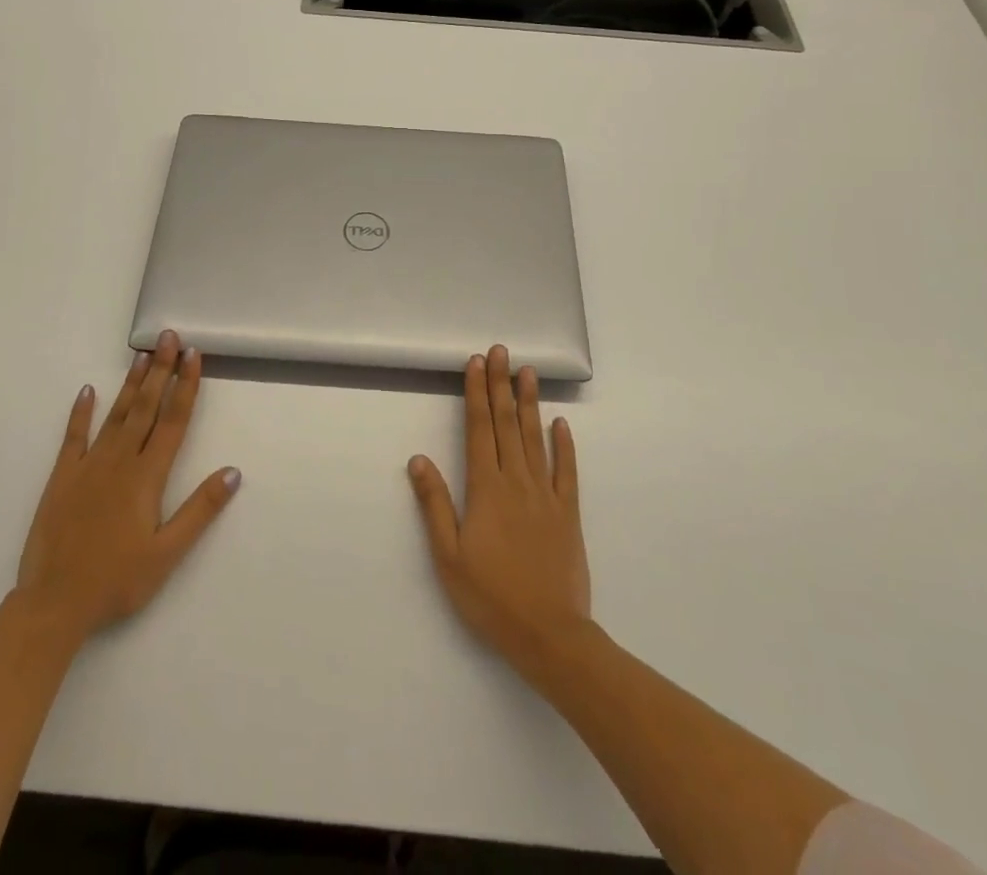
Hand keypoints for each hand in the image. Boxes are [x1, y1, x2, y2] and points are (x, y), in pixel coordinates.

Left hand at [12, 330, 240, 644]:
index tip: (194, 355)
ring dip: (132, 383)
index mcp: (148, 476)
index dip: (186, 386)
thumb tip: (233, 471)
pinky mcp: (62, 477)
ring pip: (116, 414)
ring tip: (142, 354)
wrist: (53, 603)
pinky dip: (81, 412)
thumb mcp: (167, 553)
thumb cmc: (116, 581)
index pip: (174, 421)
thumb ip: (200, 510)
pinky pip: (74, 437)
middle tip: (170, 337)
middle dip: (161, 370)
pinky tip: (88, 391)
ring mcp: (89, 465)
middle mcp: (120, 460)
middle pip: (147, 407)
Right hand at [408, 344, 590, 672]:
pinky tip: (561, 423)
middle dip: (501, 385)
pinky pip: (567, 471)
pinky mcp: (568, 513)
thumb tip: (418, 458)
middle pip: (507, 424)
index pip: (479, 429)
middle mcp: (517, 481)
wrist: (550, 635)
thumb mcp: (448, 556)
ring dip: (530, 403)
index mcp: (486, 489)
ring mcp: (546, 495)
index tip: (476, 363)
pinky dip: (565, 445)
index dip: (476, 393)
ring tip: (528, 372)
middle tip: (500, 351)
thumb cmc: (491, 597)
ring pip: (535, 438)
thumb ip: (434, 504)